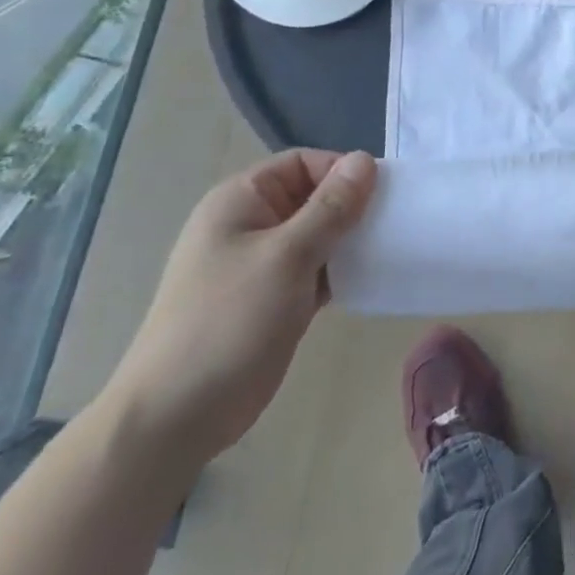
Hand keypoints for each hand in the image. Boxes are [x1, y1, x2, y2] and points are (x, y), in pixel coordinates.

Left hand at [98, 149, 376, 472]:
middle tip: (395, 221)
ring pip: (320, 234)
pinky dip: (343, 269)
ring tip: (391, 248)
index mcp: (241, 201)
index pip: (303, 163)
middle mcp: (251, 224)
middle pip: (314, 196)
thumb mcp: (287, 256)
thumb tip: (365, 159)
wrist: (178, 414)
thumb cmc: (229, 321)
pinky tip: (372, 278)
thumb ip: (331, 207)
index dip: (342, 171)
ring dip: (352, 239)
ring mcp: (263, 264)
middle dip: (354, 205)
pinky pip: (318, 268)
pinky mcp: (276, 298)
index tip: (384, 193)